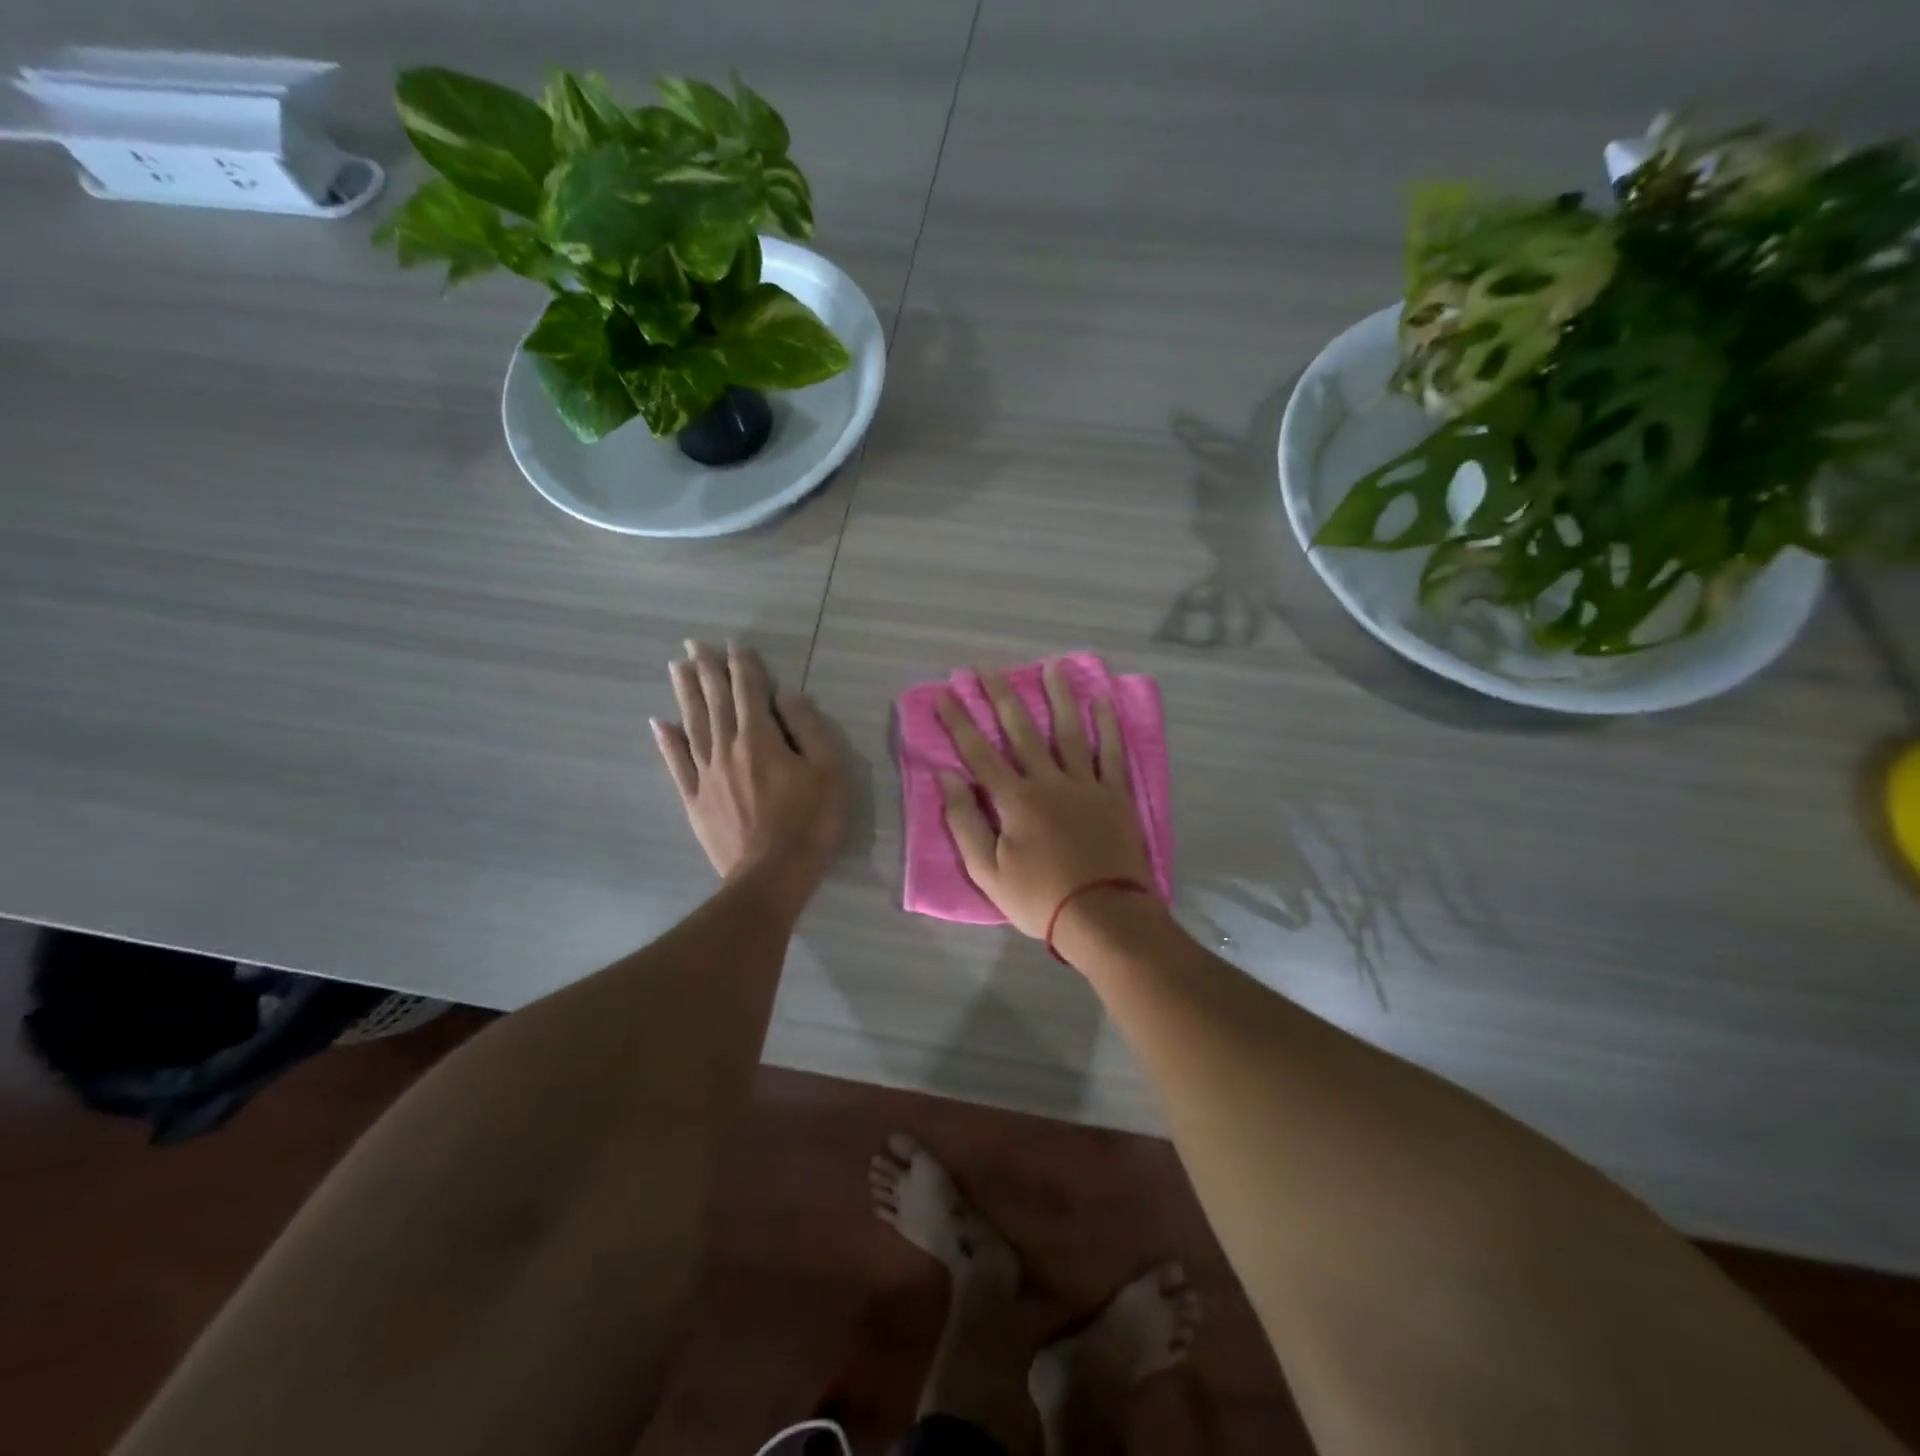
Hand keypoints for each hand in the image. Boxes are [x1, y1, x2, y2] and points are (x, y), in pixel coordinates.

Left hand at [653, 641, 844, 901]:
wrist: (772, 877)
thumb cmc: (810, 823)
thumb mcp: (828, 772)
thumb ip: (809, 728)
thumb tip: (787, 696)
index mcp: (761, 739)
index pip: (749, 692)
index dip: (742, 666)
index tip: (732, 644)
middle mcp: (727, 748)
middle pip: (715, 701)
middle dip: (705, 669)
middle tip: (692, 644)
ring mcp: (706, 775)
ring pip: (692, 724)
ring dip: (685, 694)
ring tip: (676, 668)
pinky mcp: (695, 800)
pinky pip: (677, 764)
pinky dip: (668, 742)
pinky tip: (660, 724)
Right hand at [935, 663, 1152, 937]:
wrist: (1103, 916)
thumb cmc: (1039, 898)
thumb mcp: (987, 871)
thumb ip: (964, 822)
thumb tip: (946, 778)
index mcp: (1015, 800)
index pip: (979, 753)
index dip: (960, 722)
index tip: (946, 693)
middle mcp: (1049, 782)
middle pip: (1022, 731)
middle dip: (1002, 697)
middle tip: (987, 668)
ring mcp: (1086, 785)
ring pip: (1069, 732)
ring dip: (1058, 697)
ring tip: (1052, 666)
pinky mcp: (1115, 795)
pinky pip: (1111, 753)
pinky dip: (1107, 726)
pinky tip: (1102, 702)